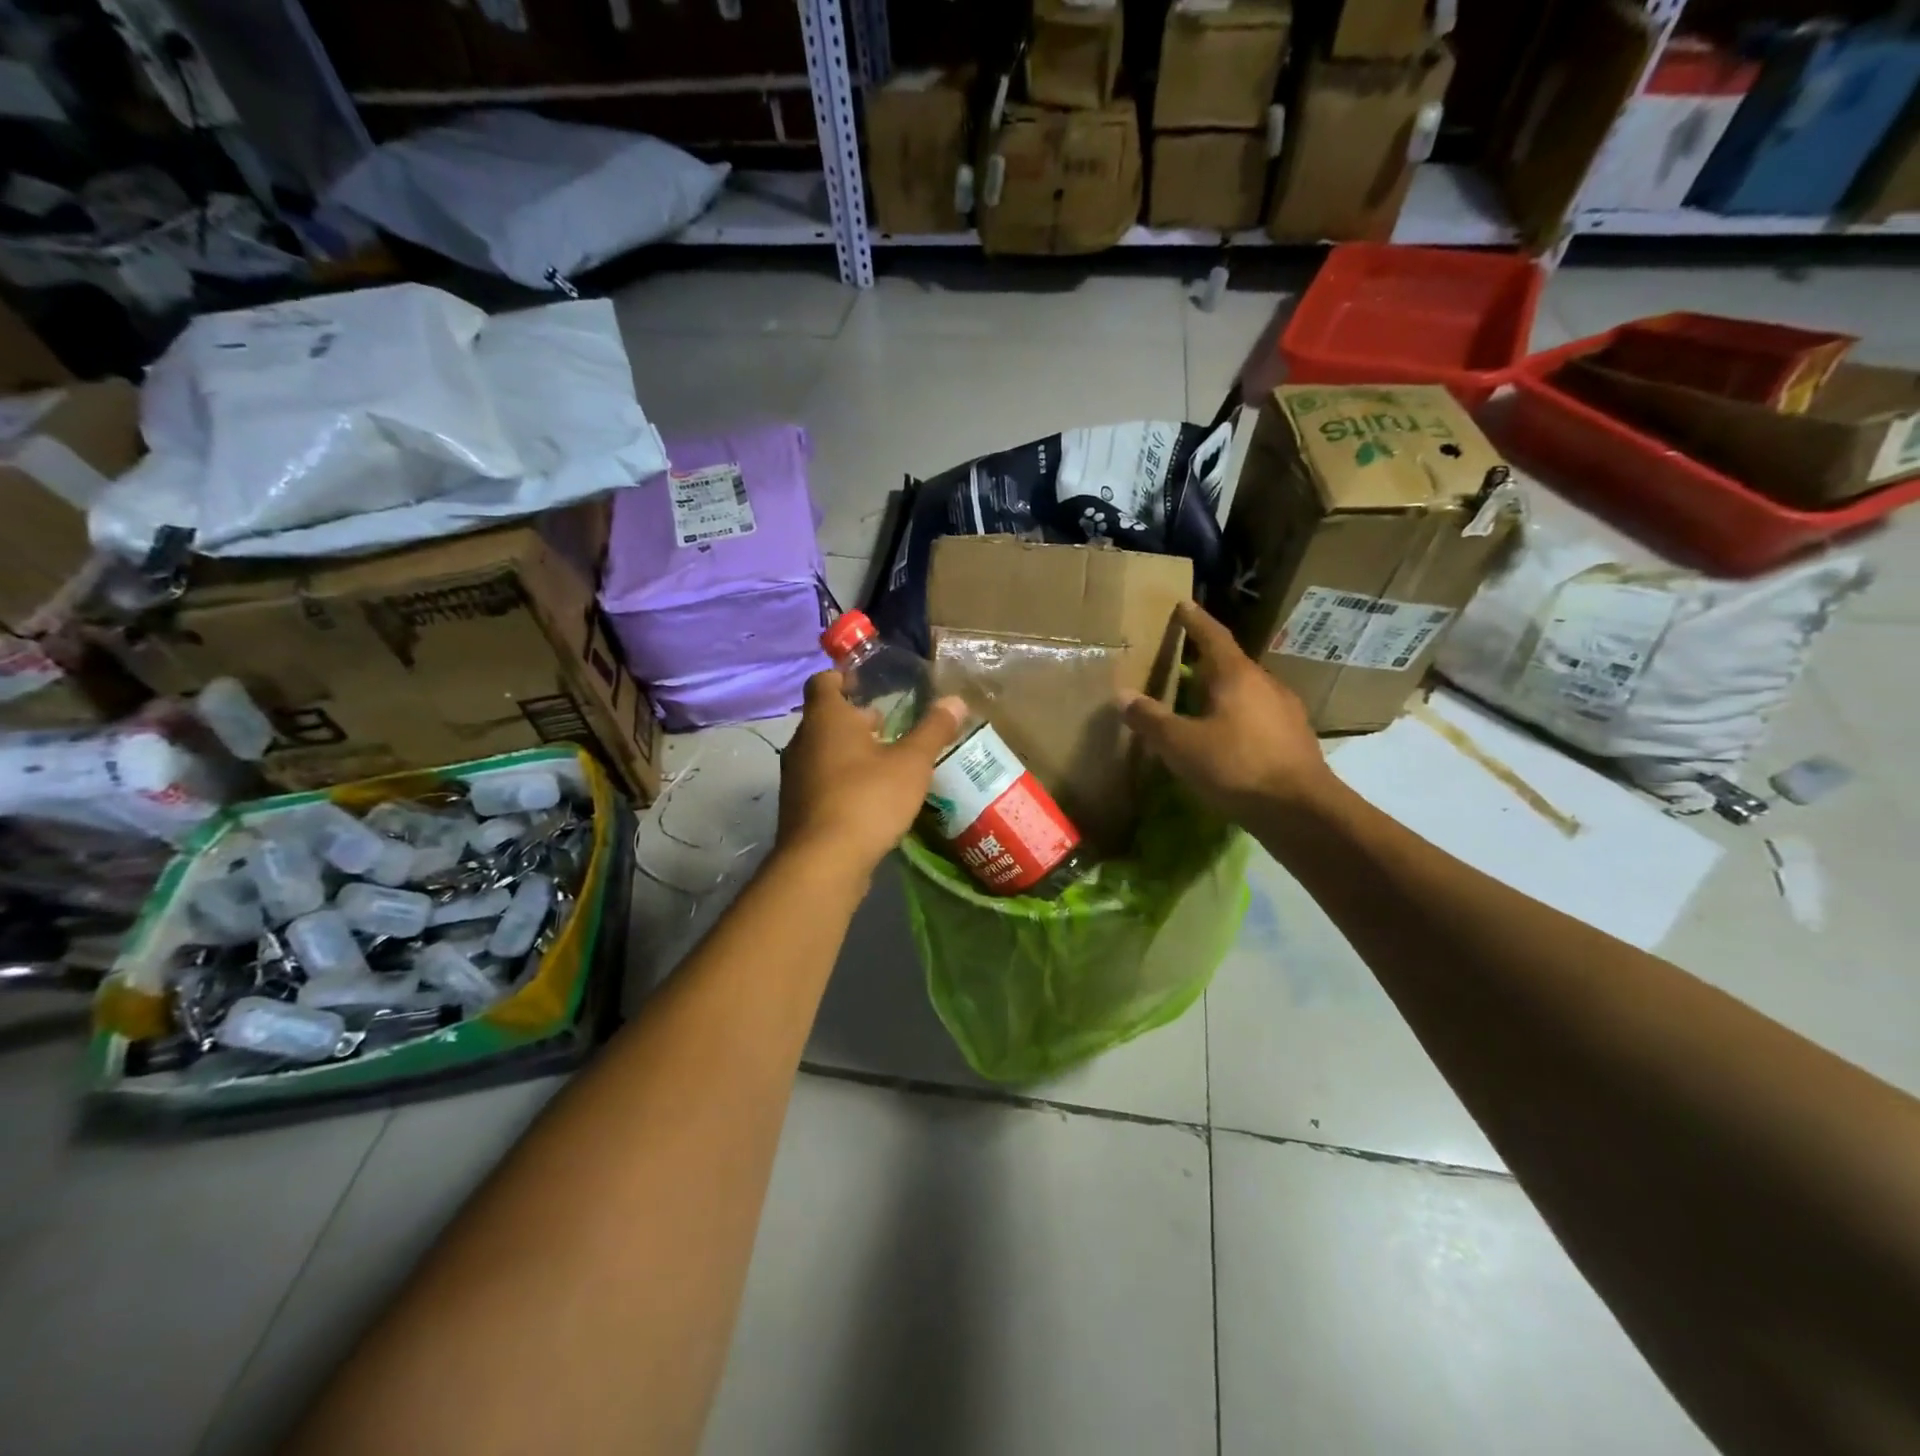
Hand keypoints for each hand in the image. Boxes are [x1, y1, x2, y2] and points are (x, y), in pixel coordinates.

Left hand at [777, 671, 964, 879]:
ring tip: (884, 761)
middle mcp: (803, 741)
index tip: (865, 682)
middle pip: (825, 718)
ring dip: (849, 751)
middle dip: (855, 719)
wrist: (823, 862)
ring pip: (822, 751)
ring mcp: (795, 776)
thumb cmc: (868, 798)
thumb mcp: (912, 763)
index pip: (823, 682)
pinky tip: (870, 797)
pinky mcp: (797, 808)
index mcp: (826, 719)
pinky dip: (842, 779)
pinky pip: (821, 781)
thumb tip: (955, 700)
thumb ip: (933, 730)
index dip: (842, 677)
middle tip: (887, 725)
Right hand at [1121, 601, 1335, 823]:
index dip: (1195, 620)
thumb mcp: (1181, 745)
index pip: (1213, 636)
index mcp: (1237, 676)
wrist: (1300, 810)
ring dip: (1223, 692)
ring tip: (1200, 703)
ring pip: (1247, 691)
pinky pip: (1258, 715)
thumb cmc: (1236, 766)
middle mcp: (1265, 683)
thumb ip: (1151, 719)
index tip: (1183, 605)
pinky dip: (1238, 717)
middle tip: (1181, 663)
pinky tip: (1227, 737)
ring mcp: (1285, 710)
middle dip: (1206, 662)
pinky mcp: (1294, 737)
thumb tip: (1122, 695)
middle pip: (1231, 663)